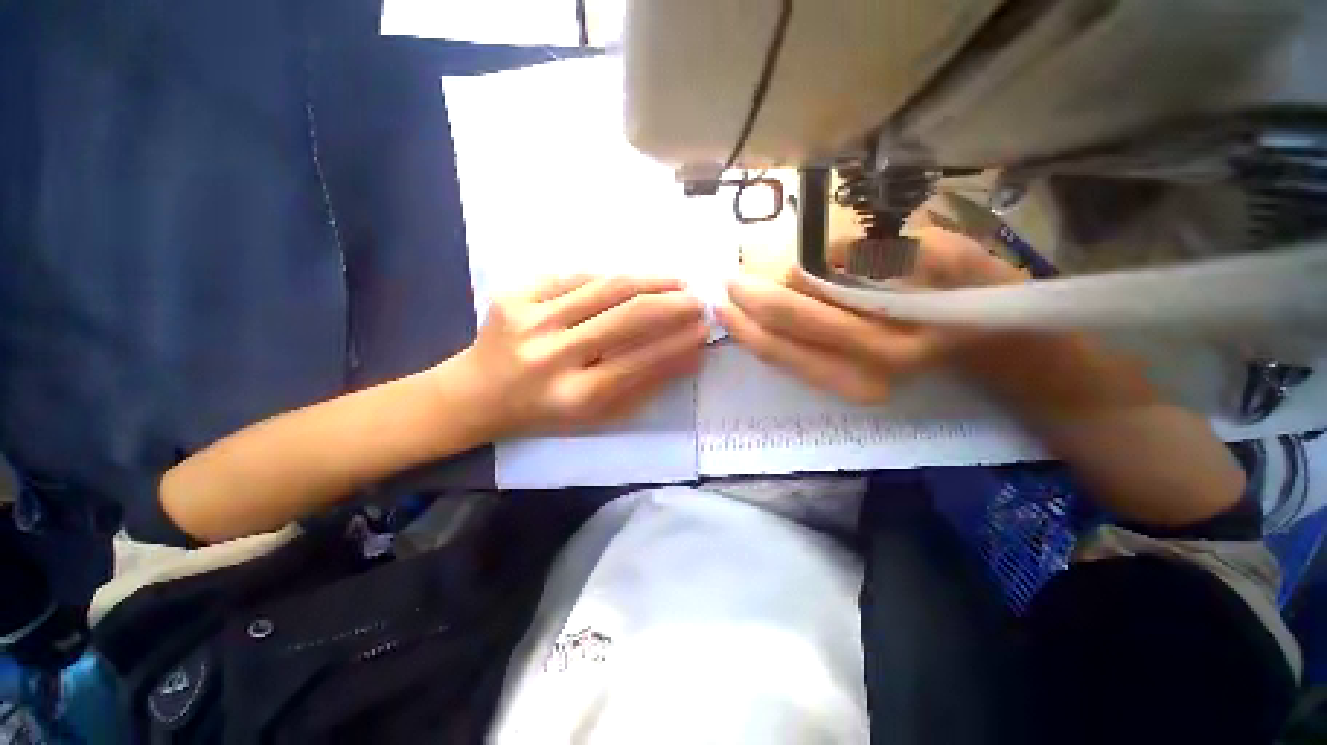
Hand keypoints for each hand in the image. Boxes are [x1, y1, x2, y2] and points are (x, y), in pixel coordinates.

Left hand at [454, 275, 708, 436]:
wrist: (478, 393)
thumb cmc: (544, 412)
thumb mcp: (597, 415)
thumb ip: (645, 386)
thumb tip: (690, 357)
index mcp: (574, 396)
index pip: (641, 360)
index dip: (678, 342)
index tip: (704, 329)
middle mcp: (552, 356)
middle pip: (627, 317)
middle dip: (672, 305)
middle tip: (698, 299)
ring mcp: (530, 320)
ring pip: (605, 288)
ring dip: (650, 281)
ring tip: (677, 281)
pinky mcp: (514, 294)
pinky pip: (576, 276)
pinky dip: (612, 277)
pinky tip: (635, 280)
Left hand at [716, 228, 1026, 403]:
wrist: (981, 340)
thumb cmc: (968, 289)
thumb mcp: (946, 255)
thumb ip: (889, 251)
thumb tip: (825, 252)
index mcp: (888, 342)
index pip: (804, 316)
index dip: (763, 295)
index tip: (735, 275)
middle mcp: (864, 377)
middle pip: (782, 345)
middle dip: (743, 316)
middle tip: (719, 289)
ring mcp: (851, 389)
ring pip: (780, 362)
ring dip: (746, 334)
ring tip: (723, 308)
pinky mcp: (843, 390)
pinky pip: (791, 367)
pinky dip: (764, 345)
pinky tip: (746, 327)